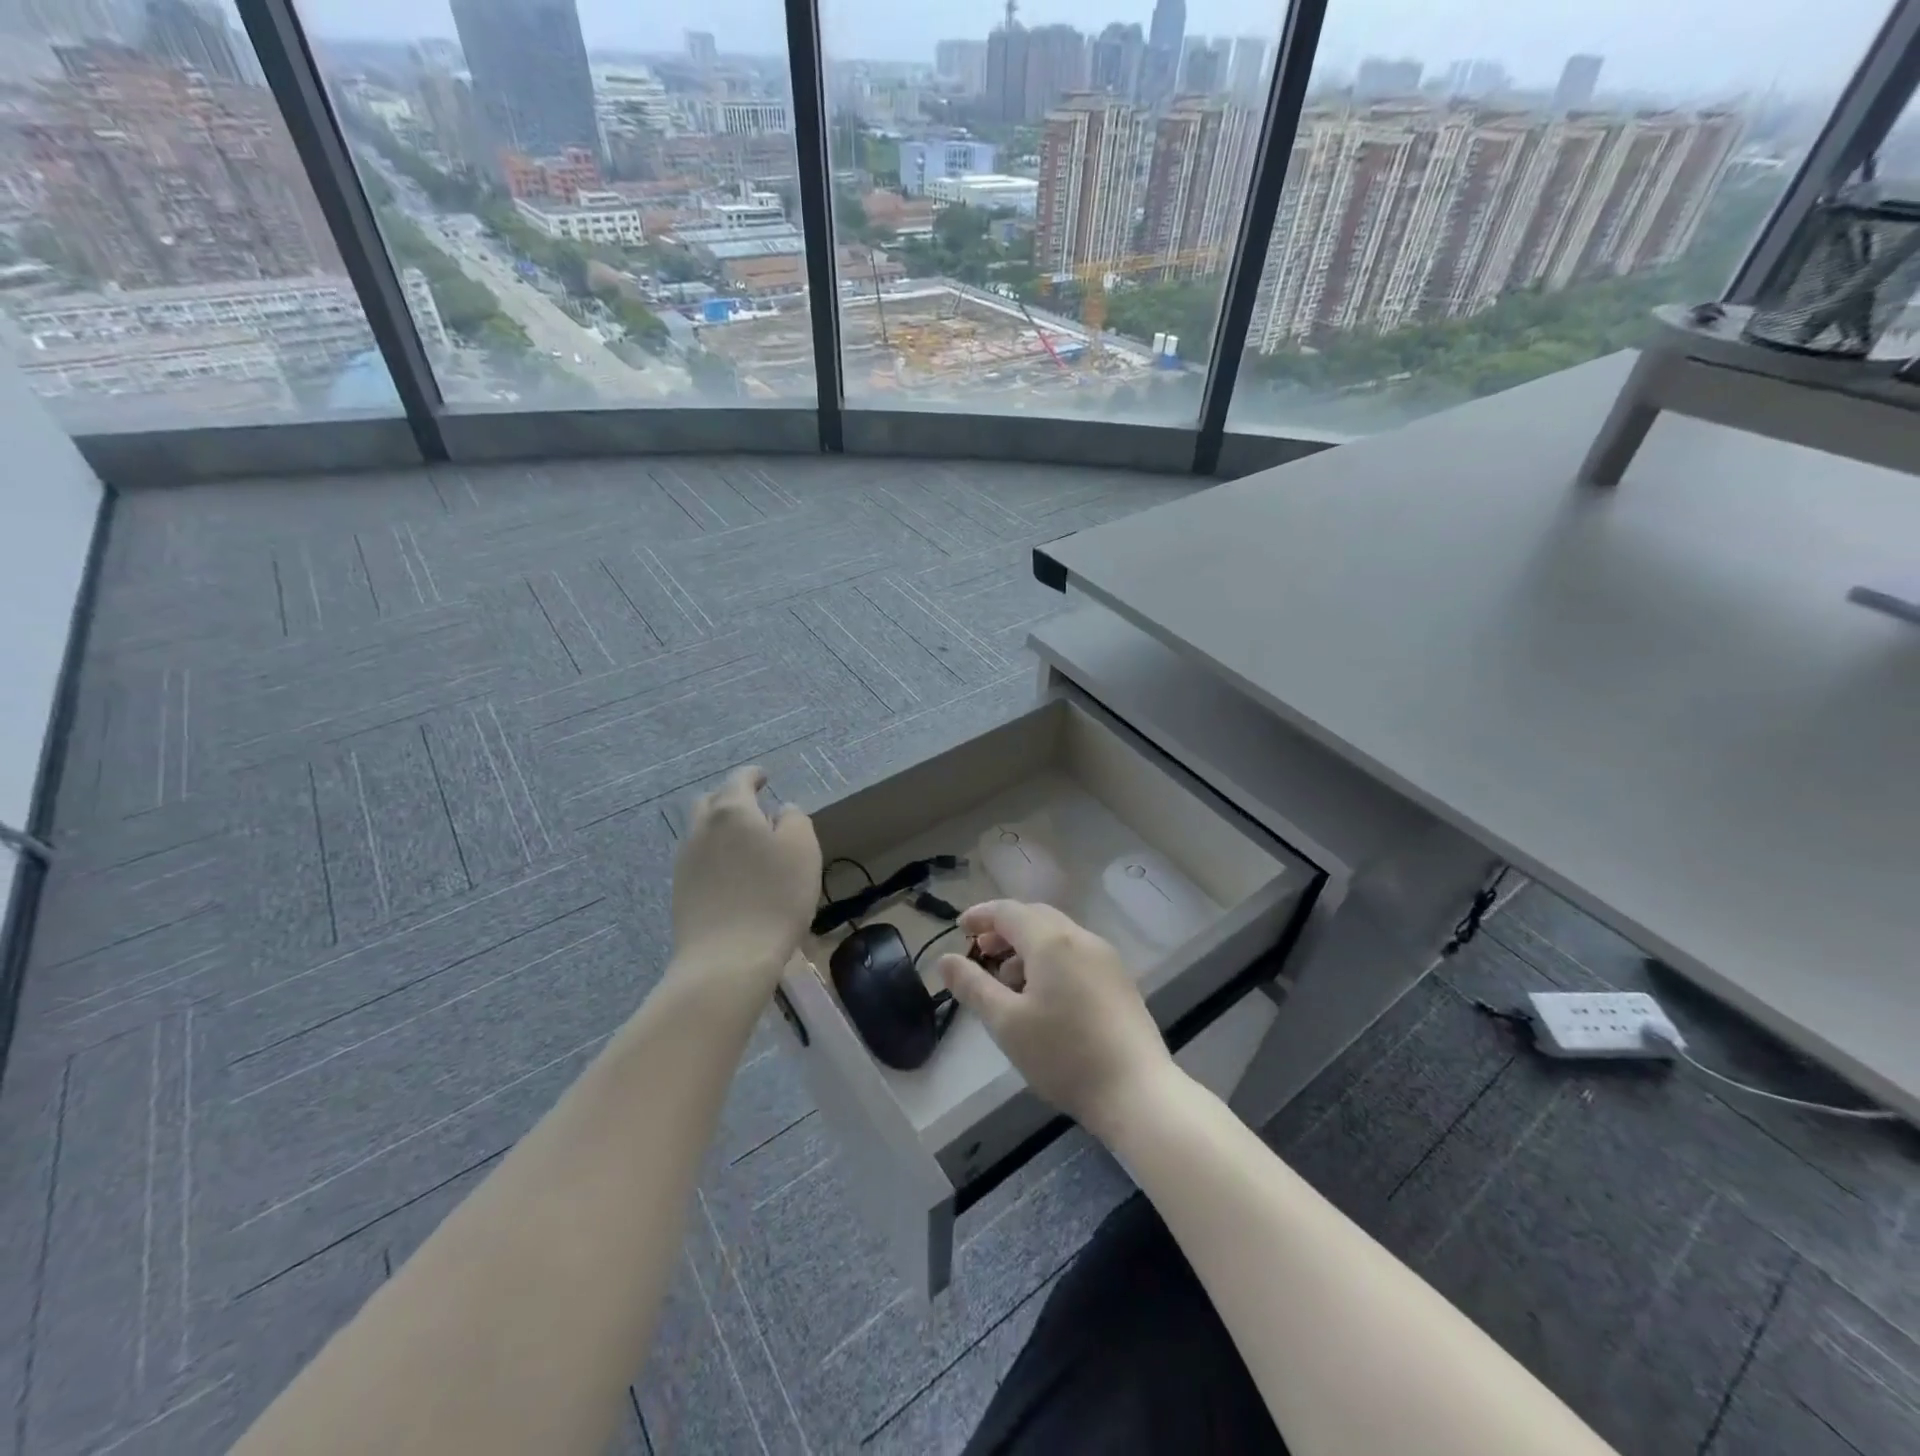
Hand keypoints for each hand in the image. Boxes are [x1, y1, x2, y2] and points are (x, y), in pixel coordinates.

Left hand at [670, 767, 820, 1000]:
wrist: (727, 959)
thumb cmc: (774, 897)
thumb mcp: (803, 850)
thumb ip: (794, 820)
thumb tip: (781, 811)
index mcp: (731, 811)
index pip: (739, 780)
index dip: (753, 775)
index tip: (765, 777)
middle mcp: (701, 829)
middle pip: (712, 802)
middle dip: (731, 798)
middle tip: (754, 807)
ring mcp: (685, 861)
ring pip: (702, 831)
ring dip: (721, 828)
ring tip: (746, 843)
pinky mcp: (681, 891)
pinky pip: (698, 859)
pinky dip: (715, 855)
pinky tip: (733, 873)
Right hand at [937, 900, 1175, 1138]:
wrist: (1137, 1092)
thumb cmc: (1064, 1055)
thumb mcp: (1006, 1023)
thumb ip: (972, 986)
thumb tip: (944, 959)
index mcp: (1051, 941)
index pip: (1008, 911)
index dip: (980, 915)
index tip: (959, 929)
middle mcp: (1081, 938)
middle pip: (1035, 917)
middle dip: (1004, 930)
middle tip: (981, 952)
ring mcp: (1106, 958)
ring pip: (1058, 936)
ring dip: (1027, 946)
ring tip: (1007, 981)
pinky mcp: (1119, 980)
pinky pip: (1076, 953)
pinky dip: (1050, 960)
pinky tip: (1043, 997)